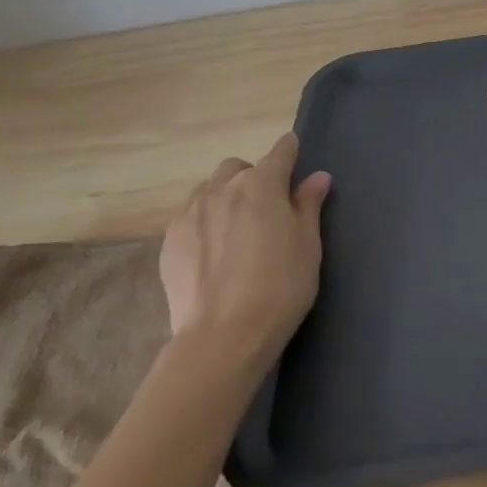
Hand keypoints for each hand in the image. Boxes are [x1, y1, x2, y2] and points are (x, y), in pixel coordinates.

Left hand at [158, 134, 331, 366]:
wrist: (224, 334)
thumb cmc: (281, 285)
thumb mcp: (308, 244)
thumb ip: (309, 205)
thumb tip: (317, 177)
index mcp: (262, 184)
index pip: (280, 152)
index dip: (291, 152)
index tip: (297, 158)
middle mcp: (223, 189)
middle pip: (239, 167)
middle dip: (254, 177)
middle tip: (268, 207)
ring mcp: (190, 213)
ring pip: (210, 189)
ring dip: (226, 196)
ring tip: (237, 228)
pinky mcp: (169, 240)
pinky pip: (190, 215)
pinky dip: (205, 221)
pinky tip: (215, 250)